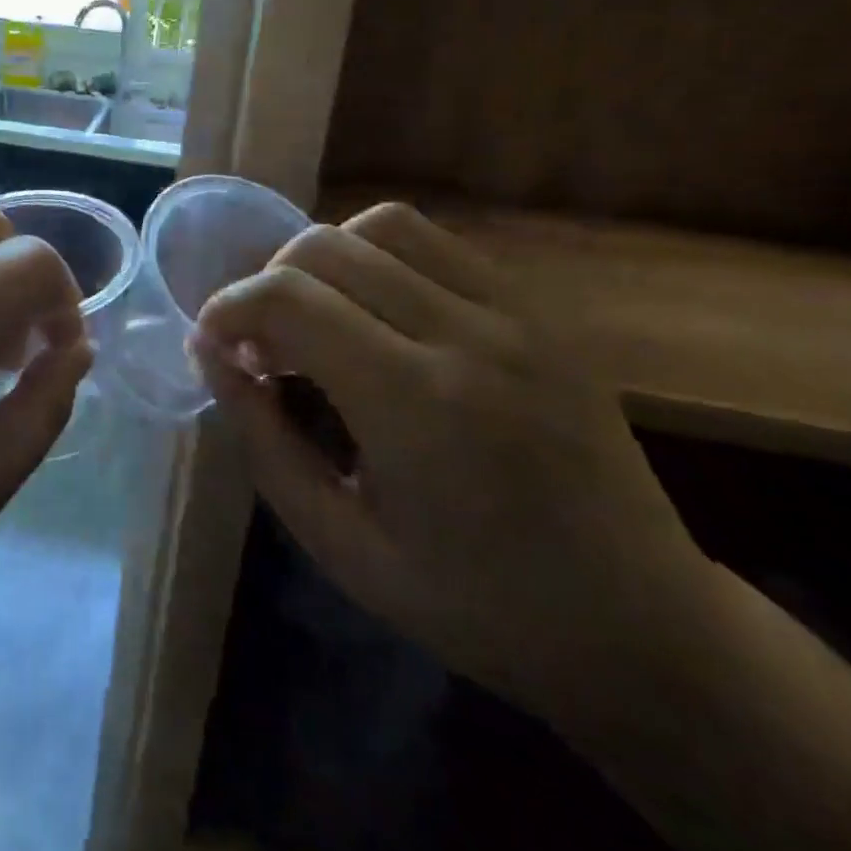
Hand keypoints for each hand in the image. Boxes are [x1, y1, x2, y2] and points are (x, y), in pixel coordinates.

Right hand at [193, 202, 717, 718]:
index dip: (227, 309)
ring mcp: (515, 314)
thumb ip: (263, 439)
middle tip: (262, 348)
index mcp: (416, 405)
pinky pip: (435, 244)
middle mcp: (467, 335)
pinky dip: (379, 259)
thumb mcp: (338, 543)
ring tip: (316, 322)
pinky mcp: (539, 311)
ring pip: (381, 226)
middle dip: (266, 285)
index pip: (288, 299)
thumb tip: (212, 356)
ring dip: (323, 262)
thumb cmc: (474, 603)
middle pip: (325, 248)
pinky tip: (375, 316)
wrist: (638, 625)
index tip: (212, 347)